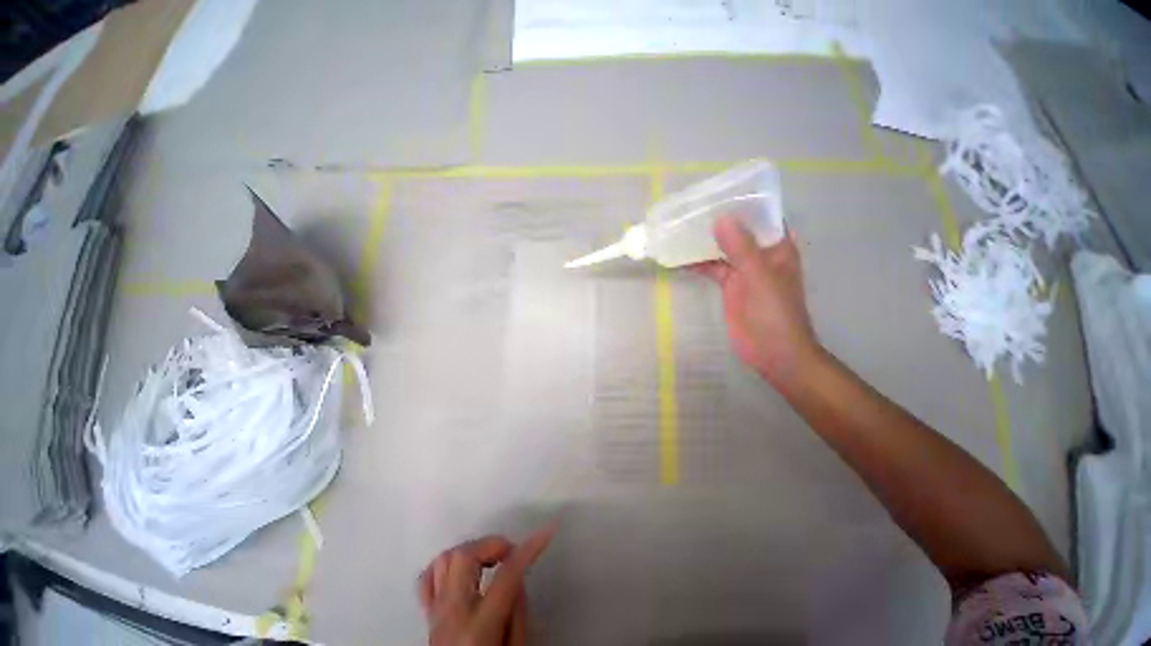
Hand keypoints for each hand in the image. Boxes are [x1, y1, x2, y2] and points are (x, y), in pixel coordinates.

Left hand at [418, 525, 555, 645]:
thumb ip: (518, 613)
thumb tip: (517, 577)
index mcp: (478, 629)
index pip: (506, 576)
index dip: (529, 549)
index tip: (546, 532)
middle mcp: (452, 615)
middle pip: (466, 557)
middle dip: (493, 544)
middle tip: (512, 553)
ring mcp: (435, 614)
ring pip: (445, 560)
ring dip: (472, 551)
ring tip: (491, 560)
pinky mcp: (428, 616)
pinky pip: (428, 579)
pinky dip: (446, 565)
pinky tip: (464, 570)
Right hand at [691, 216, 819, 387]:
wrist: (772, 352)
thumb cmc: (774, 313)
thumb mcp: (759, 277)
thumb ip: (741, 248)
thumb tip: (721, 218)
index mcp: (777, 246)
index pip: (760, 215)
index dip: (741, 202)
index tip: (716, 192)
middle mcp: (761, 253)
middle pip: (737, 230)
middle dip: (717, 220)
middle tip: (690, 209)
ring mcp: (744, 270)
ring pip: (722, 249)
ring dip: (704, 241)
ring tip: (680, 229)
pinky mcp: (730, 285)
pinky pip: (712, 268)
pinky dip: (698, 263)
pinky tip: (680, 258)